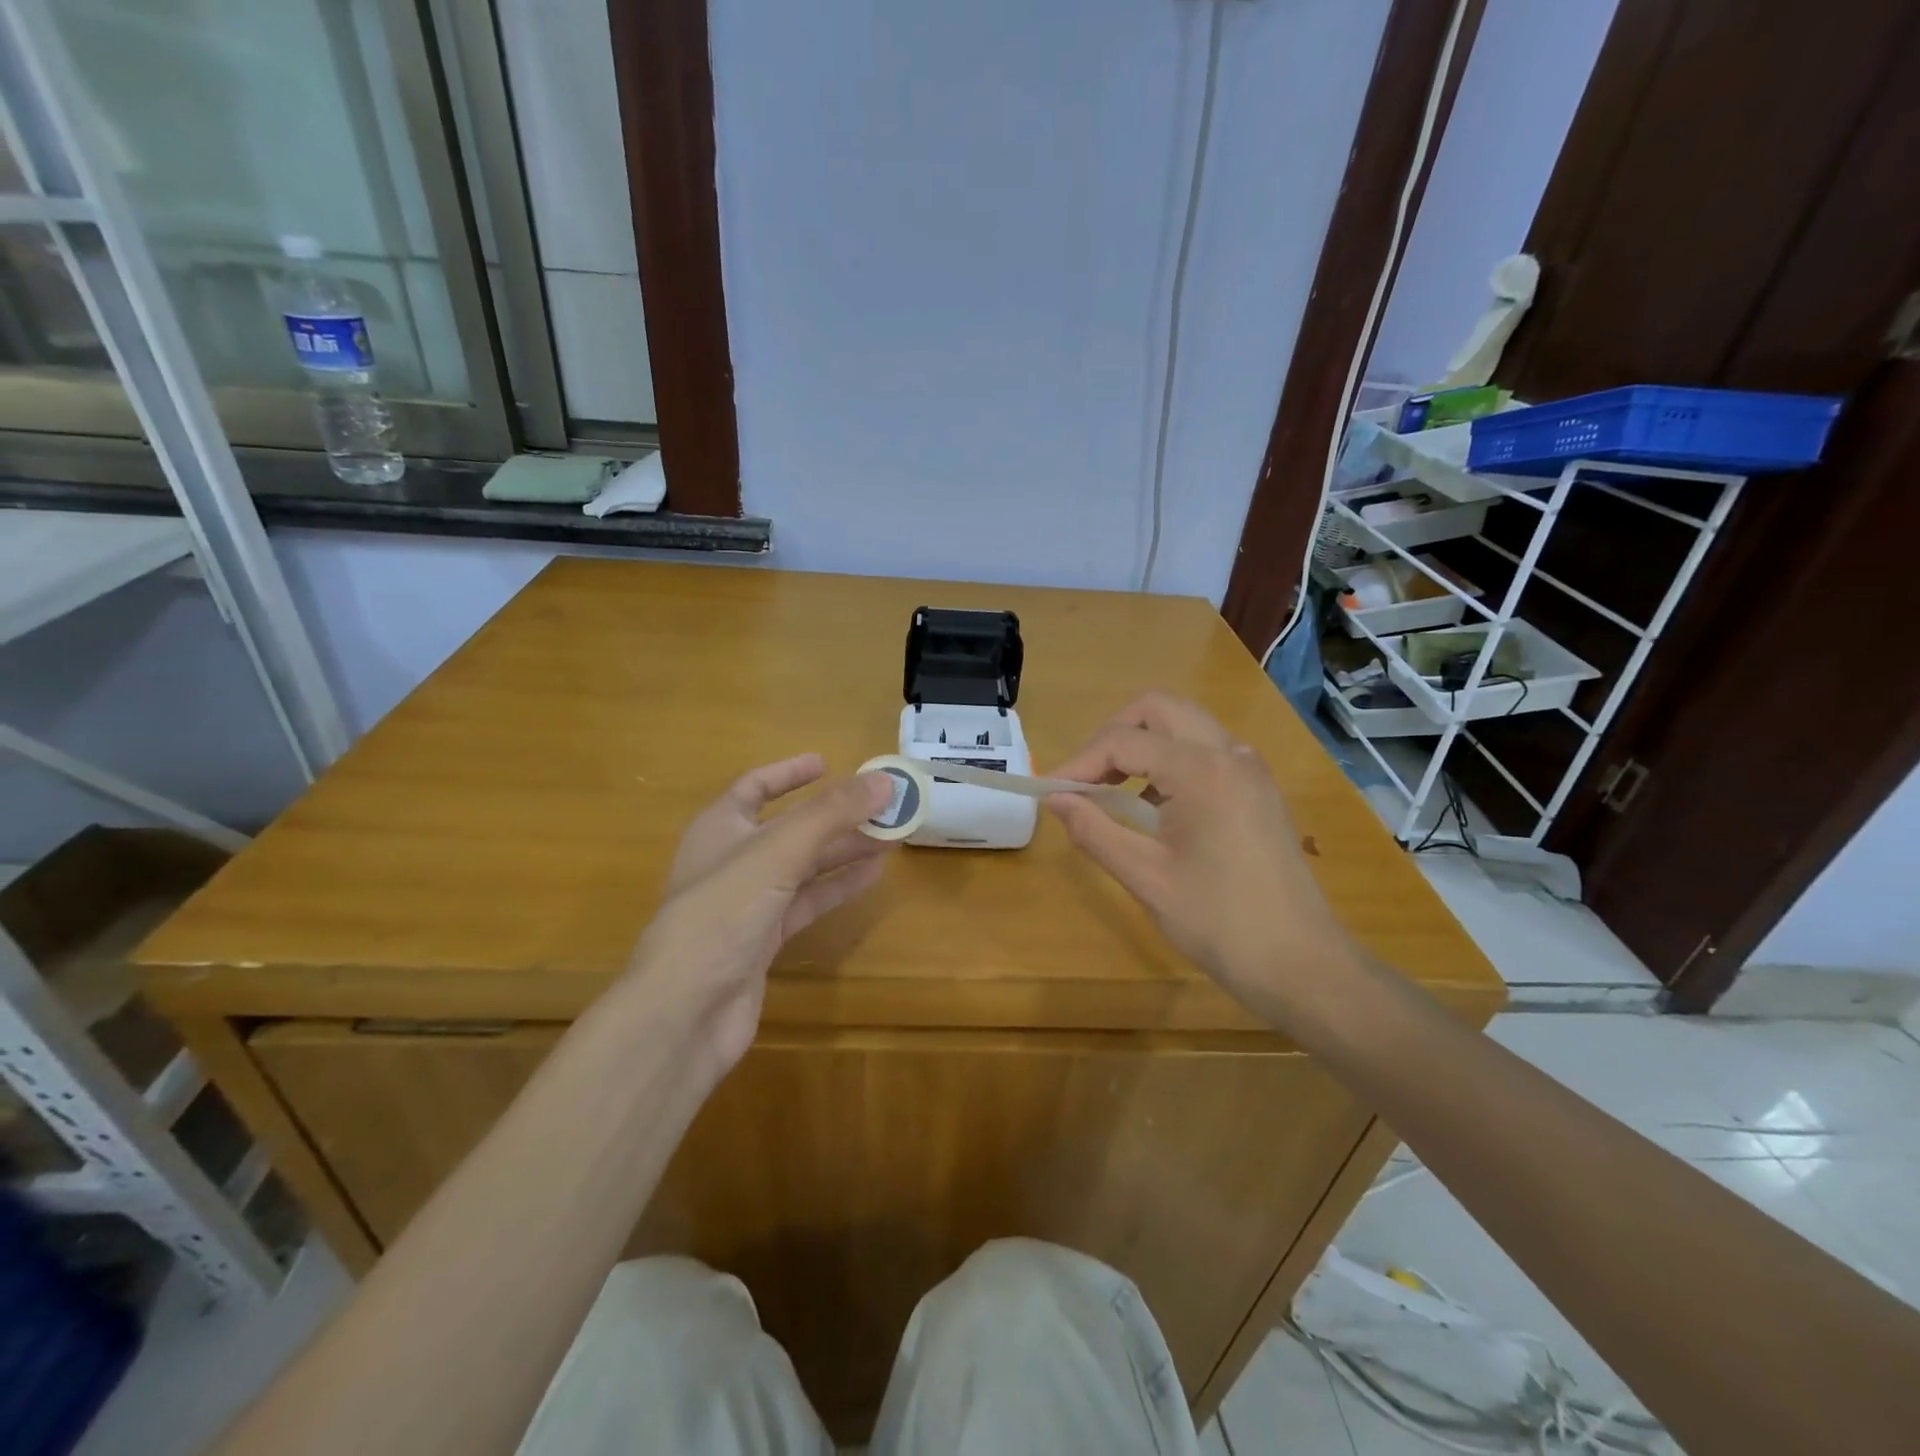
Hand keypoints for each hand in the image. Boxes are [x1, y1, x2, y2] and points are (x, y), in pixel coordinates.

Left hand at [629, 757, 893, 1081]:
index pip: (754, 787)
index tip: (828, 763)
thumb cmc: (721, 915)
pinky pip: (806, 902)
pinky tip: (872, 875)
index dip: (789, 773)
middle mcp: (732, 861)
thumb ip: (831, 815)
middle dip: (835, 815)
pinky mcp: (763, 940)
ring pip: (803, 866)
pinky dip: (837, 886)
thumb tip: (885, 779)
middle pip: (790, 827)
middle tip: (884, 805)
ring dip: (844, 850)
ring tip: (891, 836)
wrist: (685, 1012)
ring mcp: (747, 903)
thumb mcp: (777, 853)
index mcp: (720, 828)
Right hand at [1046, 694, 1361, 1019]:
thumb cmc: (1220, 922)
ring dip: (1143, 745)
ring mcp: (1251, 771)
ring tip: (1111, 792)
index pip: (1124, 741)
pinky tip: (1154, 808)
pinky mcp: (1259, 791)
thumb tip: (1056, 800)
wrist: (1302, 965)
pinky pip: (1207, 753)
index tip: (1050, 793)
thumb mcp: (1146, 877)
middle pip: (1159, 709)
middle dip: (1113, 734)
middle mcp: (1231, 755)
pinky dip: (1171, 763)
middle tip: (1085, 777)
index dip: (1079, 762)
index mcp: (1202, 771)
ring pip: (1186, 726)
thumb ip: (1095, 830)